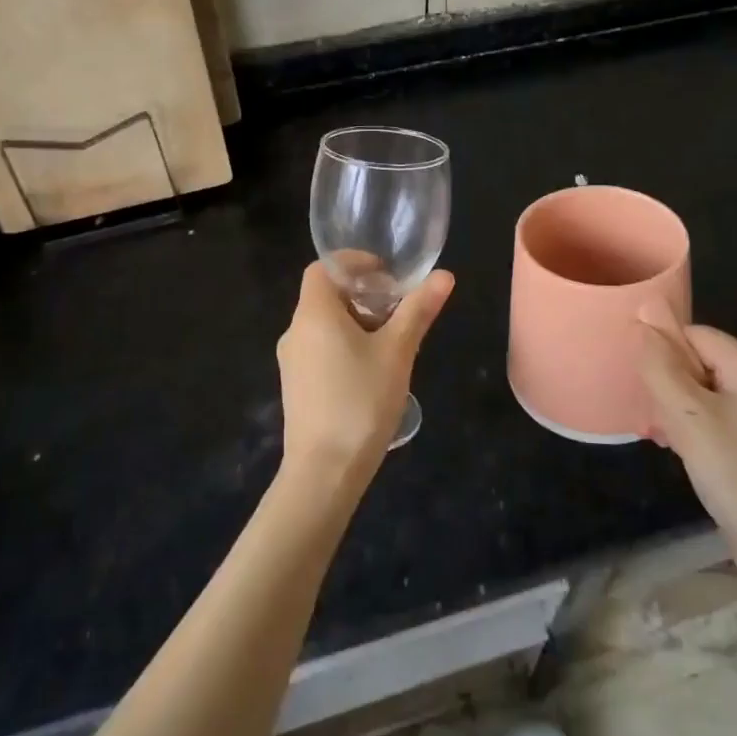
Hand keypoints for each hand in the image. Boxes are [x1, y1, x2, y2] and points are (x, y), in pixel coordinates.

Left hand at [276, 261, 454, 477]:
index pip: (323, 268)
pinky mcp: (297, 387)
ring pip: (324, 325)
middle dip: (363, 294)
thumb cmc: (361, 401)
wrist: (324, 472)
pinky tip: (373, 371)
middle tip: (399, 308)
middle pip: (326, 296)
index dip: (353, 263)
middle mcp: (296, 332)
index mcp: (314, 314)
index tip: (386, 274)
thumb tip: (444, 275)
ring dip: (357, 322)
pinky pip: (320, 350)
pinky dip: (345, 345)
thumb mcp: (397, 352)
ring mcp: (292, 362)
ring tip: (393, 340)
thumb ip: (418, 310)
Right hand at [637, 318, 736, 602]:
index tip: (646, 389)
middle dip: (669, 384)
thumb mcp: (689, 418)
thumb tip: (643, 316)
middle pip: (700, 361)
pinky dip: (694, 427)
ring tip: (662, 437)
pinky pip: (717, 416)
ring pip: (705, 390)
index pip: (695, 335)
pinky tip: (679, 450)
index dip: (665, 354)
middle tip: (653, 419)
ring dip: (677, 409)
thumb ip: (661, 366)